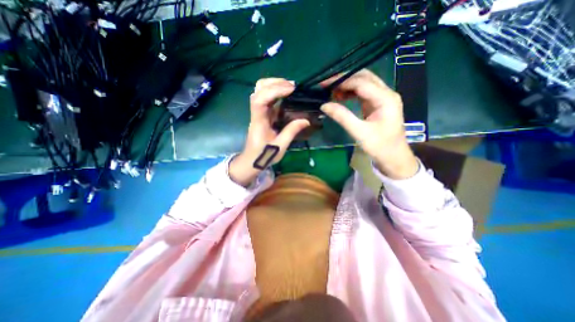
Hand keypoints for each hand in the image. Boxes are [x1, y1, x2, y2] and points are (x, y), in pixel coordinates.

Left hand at [230, 77, 309, 185]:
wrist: (252, 160)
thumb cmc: (263, 155)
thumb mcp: (280, 146)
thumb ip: (291, 131)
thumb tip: (306, 120)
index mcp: (258, 121)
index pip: (260, 100)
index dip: (274, 91)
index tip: (290, 89)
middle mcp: (256, 113)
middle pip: (258, 89)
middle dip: (274, 83)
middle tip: (292, 86)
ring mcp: (259, 113)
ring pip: (261, 91)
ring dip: (274, 85)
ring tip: (290, 88)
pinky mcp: (262, 115)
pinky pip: (267, 99)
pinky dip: (276, 93)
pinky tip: (286, 95)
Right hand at [319, 69, 418, 177]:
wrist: (394, 157)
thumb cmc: (379, 146)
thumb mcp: (359, 132)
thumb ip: (342, 116)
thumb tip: (324, 105)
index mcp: (385, 99)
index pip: (361, 82)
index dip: (342, 81)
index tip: (324, 85)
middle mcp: (386, 93)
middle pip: (364, 77)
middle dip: (344, 79)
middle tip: (326, 86)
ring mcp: (383, 98)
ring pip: (364, 83)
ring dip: (347, 85)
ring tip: (331, 92)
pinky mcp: (378, 104)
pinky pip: (363, 92)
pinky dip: (351, 92)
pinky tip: (341, 97)